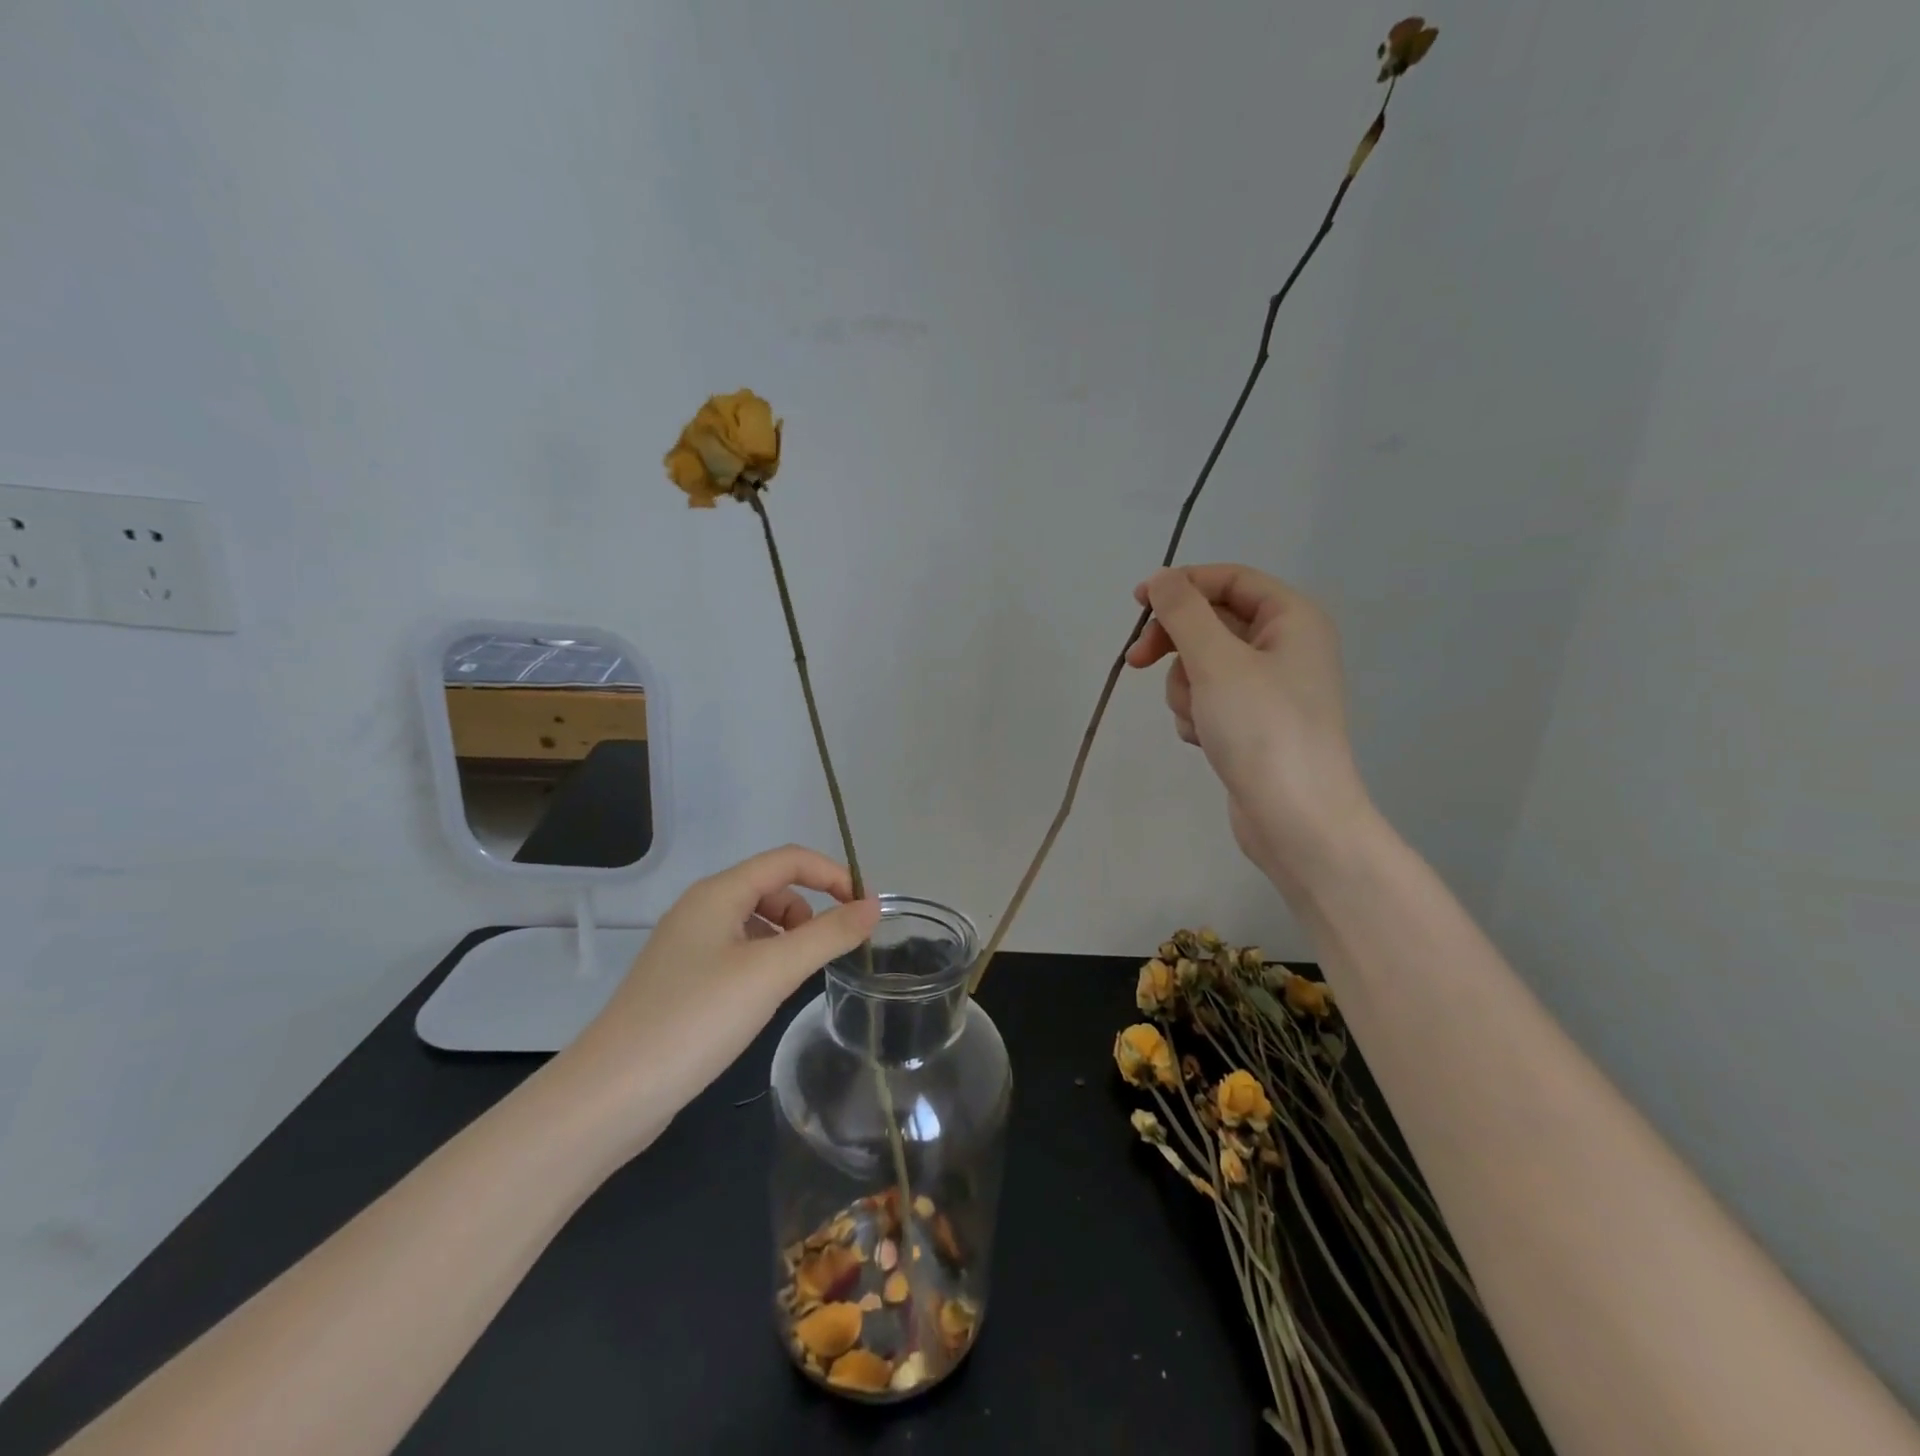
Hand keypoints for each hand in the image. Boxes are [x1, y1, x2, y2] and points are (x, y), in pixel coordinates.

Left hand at [555, 845, 879, 1153]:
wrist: (611, 1094)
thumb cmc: (696, 1019)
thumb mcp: (772, 973)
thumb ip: (828, 935)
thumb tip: (874, 906)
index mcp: (718, 893)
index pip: (788, 859)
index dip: (831, 874)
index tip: (864, 909)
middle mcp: (700, 909)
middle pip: (771, 887)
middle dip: (809, 910)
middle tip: (828, 953)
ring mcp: (687, 946)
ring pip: (755, 922)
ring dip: (787, 938)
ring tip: (796, 979)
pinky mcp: (682, 980)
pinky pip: (738, 952)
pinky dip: (764, 962)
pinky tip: (765, 998)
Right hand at [1126, 564, 1371, 882]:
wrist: (1296, 819)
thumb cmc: (1262, 729)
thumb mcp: (1216, 661)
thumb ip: (1183, 612)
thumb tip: (1162, 579)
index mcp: (1292, 619)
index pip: (1230, 579)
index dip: (1181, 585)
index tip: (1137, 604)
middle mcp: (1286, 647)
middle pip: (1212, 623)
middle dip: (1175, 645)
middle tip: (1137, 663)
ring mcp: (1270, 688)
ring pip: (1203, 665)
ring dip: (1186, 688)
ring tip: (1198, 719)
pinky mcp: (1254, 723)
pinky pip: (1210, 699)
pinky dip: (1197, 714)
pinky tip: (1205, 740)